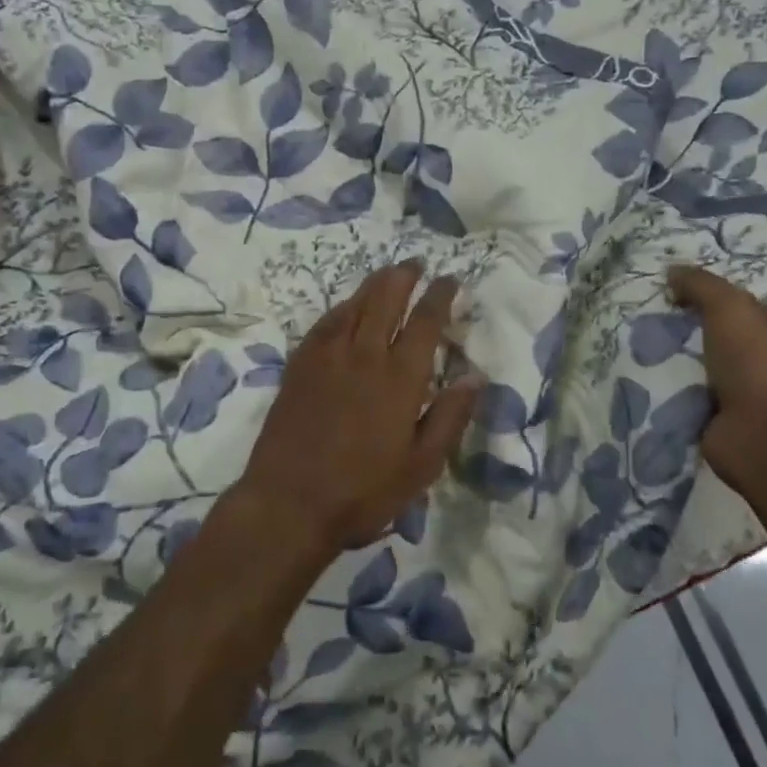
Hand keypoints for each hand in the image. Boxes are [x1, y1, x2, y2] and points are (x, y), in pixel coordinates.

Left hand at [237, 262, 477, 553]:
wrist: (290, 502)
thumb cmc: (364, 490)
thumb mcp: (422, 465)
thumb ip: (450, 417)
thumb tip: (476, 376)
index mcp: (400, 377)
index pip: (425, 321)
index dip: (440, 295)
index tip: (450, 279)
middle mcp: (364, 355)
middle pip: (385, 300)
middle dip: (404, 277)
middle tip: (416, 264)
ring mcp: (327, 357)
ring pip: (353, 305)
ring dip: (373, 285)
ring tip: (387, 273)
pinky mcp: (299, 366)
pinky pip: (324, 323)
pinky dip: (341, 308)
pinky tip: (345, 307)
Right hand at [667, 265, 766, 492]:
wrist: (762, 437)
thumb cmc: (759, 364)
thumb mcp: (730, 307)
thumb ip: (701, 285)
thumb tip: (672, 271)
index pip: (763, 305)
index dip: (732, 294)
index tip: (692, 289)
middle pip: (733, 336)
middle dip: (701, 327)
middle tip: (661, 314)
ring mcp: (753, 395)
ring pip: (712, 367)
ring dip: (686, 360)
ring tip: (646, 342)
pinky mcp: (728, 420)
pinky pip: (695, 396)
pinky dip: (677, 389)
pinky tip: (648, 375)